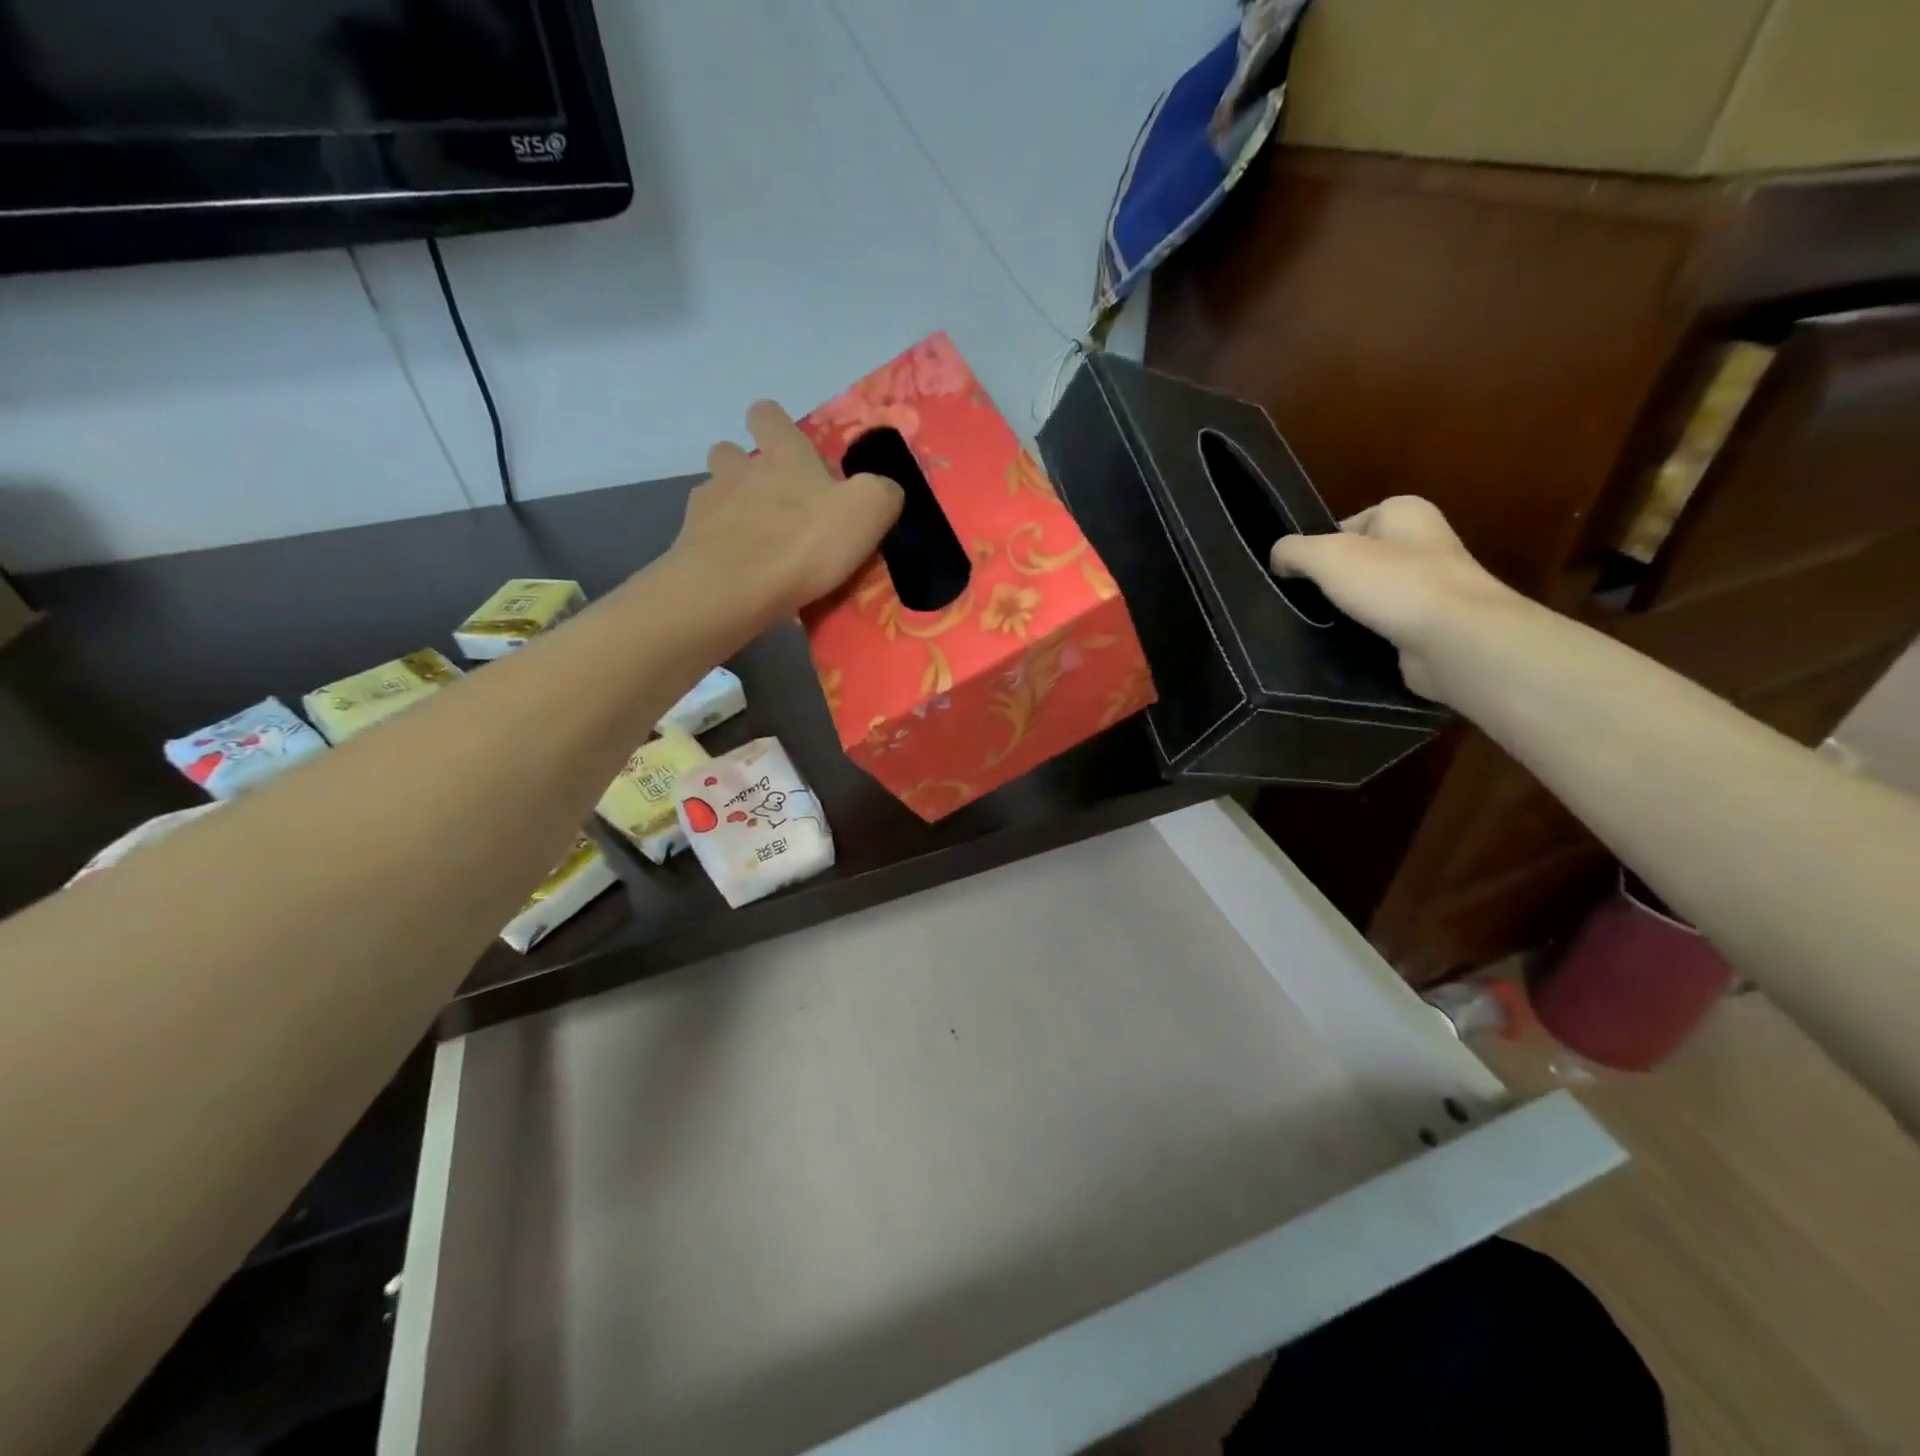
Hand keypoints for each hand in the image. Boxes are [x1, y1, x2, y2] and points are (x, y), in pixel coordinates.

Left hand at [675, 401, 902, 622]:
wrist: (732, 590)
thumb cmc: (804, 543)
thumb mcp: (868, 511)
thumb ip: (882, 493)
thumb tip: (883, 491)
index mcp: (782, 453)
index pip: (768, 414)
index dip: (777, 427)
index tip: (793, 452)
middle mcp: (739, 469)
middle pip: (729, 452)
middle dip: (746, 468)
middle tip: (775, 503)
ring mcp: (708, 506)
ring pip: (714, 493)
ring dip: (731, 508)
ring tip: (756, 541)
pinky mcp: (690, 545)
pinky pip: (706, 537)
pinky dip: (722, 549)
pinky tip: (741, 573)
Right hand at [1269, 496, 1528, 702]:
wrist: (1456, 640)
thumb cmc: (1393, 584)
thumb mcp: (1327, 556)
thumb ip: (1293, 551)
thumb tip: (1278, 558)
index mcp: (1406, 512)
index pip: (1350, 523)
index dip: (1320, 546)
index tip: (1299, 573)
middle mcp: (1425, 543)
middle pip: (1360, 561)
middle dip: (1333, 582)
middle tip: (1304, 602)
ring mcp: (1433, 588)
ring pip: (1372, 597)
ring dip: (1348, 612)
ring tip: (1320, 628)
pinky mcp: (1432, 627)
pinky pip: (1386, 627)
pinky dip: (1366, 637)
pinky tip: (1347, 648)